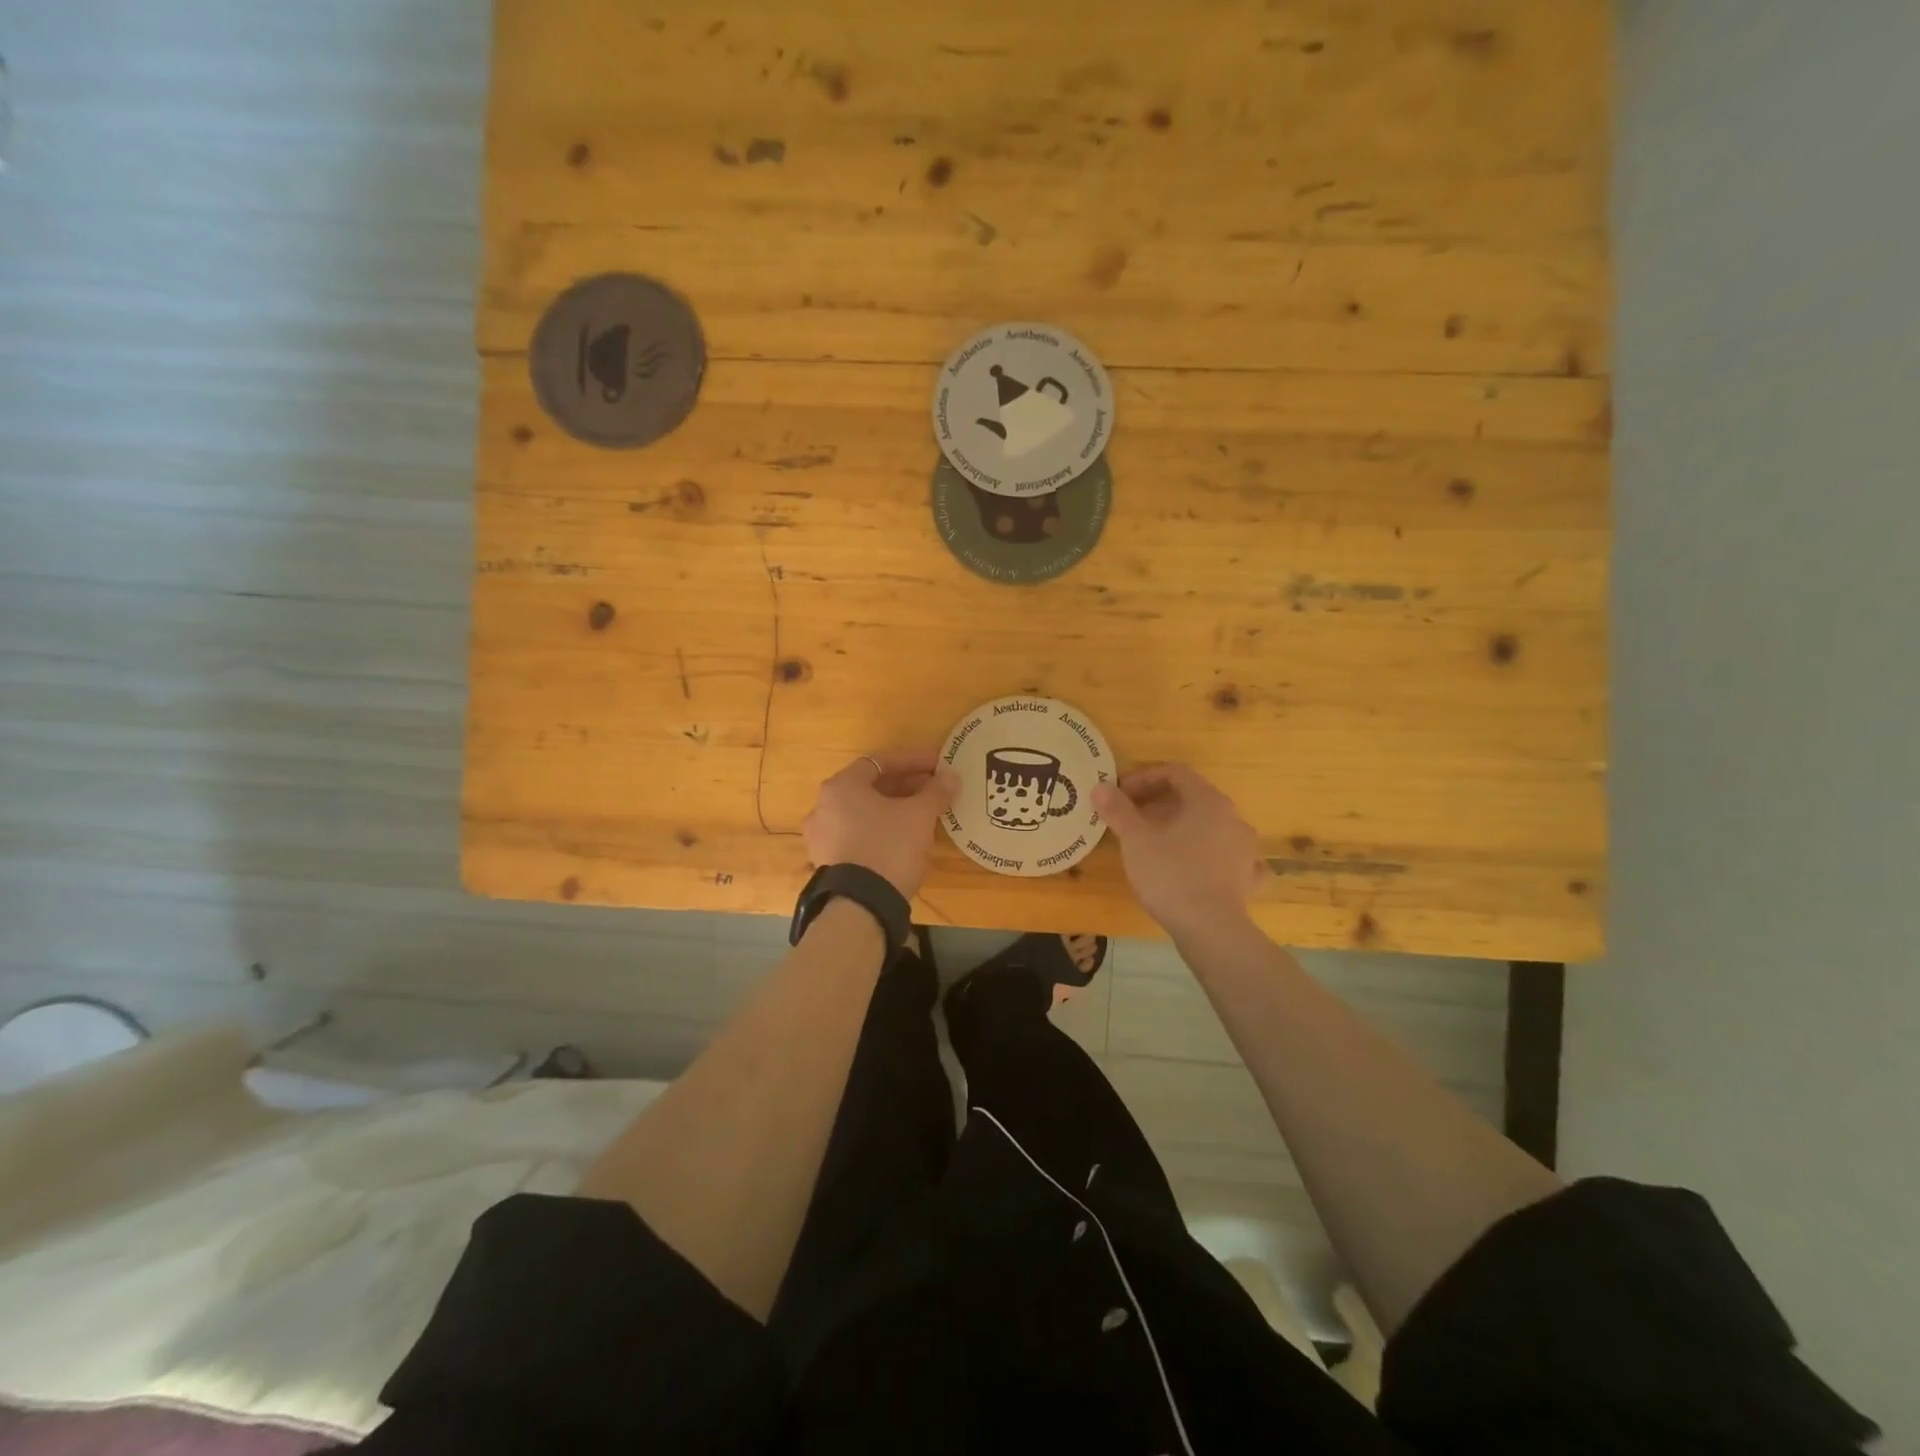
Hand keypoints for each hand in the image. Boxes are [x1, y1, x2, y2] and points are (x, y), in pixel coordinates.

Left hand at [802, 749, 959, 897]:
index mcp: (841, 787)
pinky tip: (904, 841)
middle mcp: (823, 807)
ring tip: (922, 815)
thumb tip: (950, 776)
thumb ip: (936, 791)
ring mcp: (821, 838)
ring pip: (864, 814)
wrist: (861, 906)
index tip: (938, 764)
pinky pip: (858, 837)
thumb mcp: (919, 816)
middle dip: (905, 787)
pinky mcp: (828, 864)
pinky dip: (881, 832)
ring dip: (893, 810)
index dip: (912, 761)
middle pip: (870, 788)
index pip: (879, 762)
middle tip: (933, 790)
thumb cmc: (889, 847)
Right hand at [1093, 764, 1265, 935]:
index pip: (1176, 773)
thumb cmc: (1170, 874)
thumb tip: (1101, 787)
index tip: (1121, 795)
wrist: (1209, 928)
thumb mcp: (1135, 840)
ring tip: (1159, 843)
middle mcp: (1233, 818)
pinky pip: (1232, 859)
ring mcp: (1246, 850)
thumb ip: (1118, 810)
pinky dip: (1215, 857)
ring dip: (1185, 828)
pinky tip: (1205, 867)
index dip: (1145, 778)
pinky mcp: (1248, 879)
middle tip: (1132, 818)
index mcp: (1208, 801)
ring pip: (1213, 827)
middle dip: (1161, 803)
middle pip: (1194, 798)